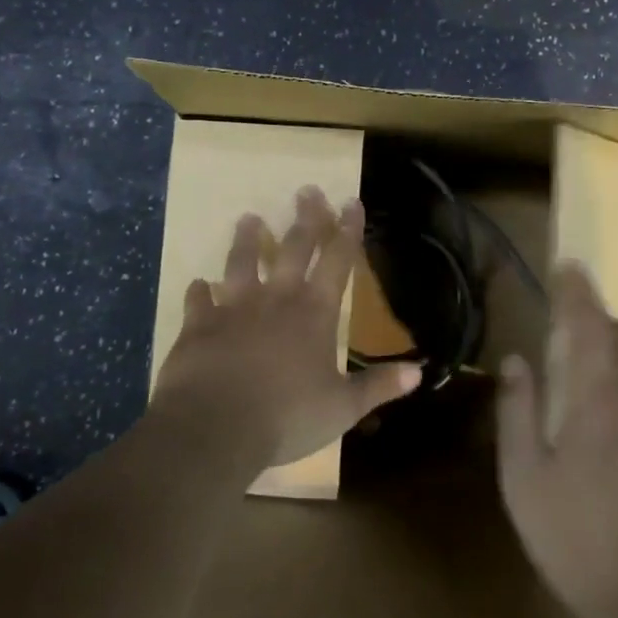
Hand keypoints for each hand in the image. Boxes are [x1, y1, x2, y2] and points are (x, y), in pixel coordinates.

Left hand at [152, 186, 419, 473]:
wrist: (214, 427)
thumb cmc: (286, 416)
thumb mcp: (343, 408)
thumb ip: (378, 386)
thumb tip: (419, 371)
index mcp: (315, 312)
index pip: (338, 260)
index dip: (347, 230)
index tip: (351, 202)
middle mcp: (277, 298)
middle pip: (293, 248)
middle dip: (305, 218)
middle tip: (307, 190)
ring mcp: (234, 307)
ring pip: (242, 262)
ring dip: (248, 240)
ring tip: (249, 219)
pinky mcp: (198, 324)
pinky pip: (198, 300)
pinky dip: (198, 292)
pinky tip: (197, 284)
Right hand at [497, 264, 617, 617]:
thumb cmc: (574, 539)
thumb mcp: (524, 479)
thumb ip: (517, 412)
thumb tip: (516, 360)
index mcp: (597, 400)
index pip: (586, 325)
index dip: (576, 290)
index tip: (569, 264)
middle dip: (602, 324)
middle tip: (576, 333)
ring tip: (596, 403)